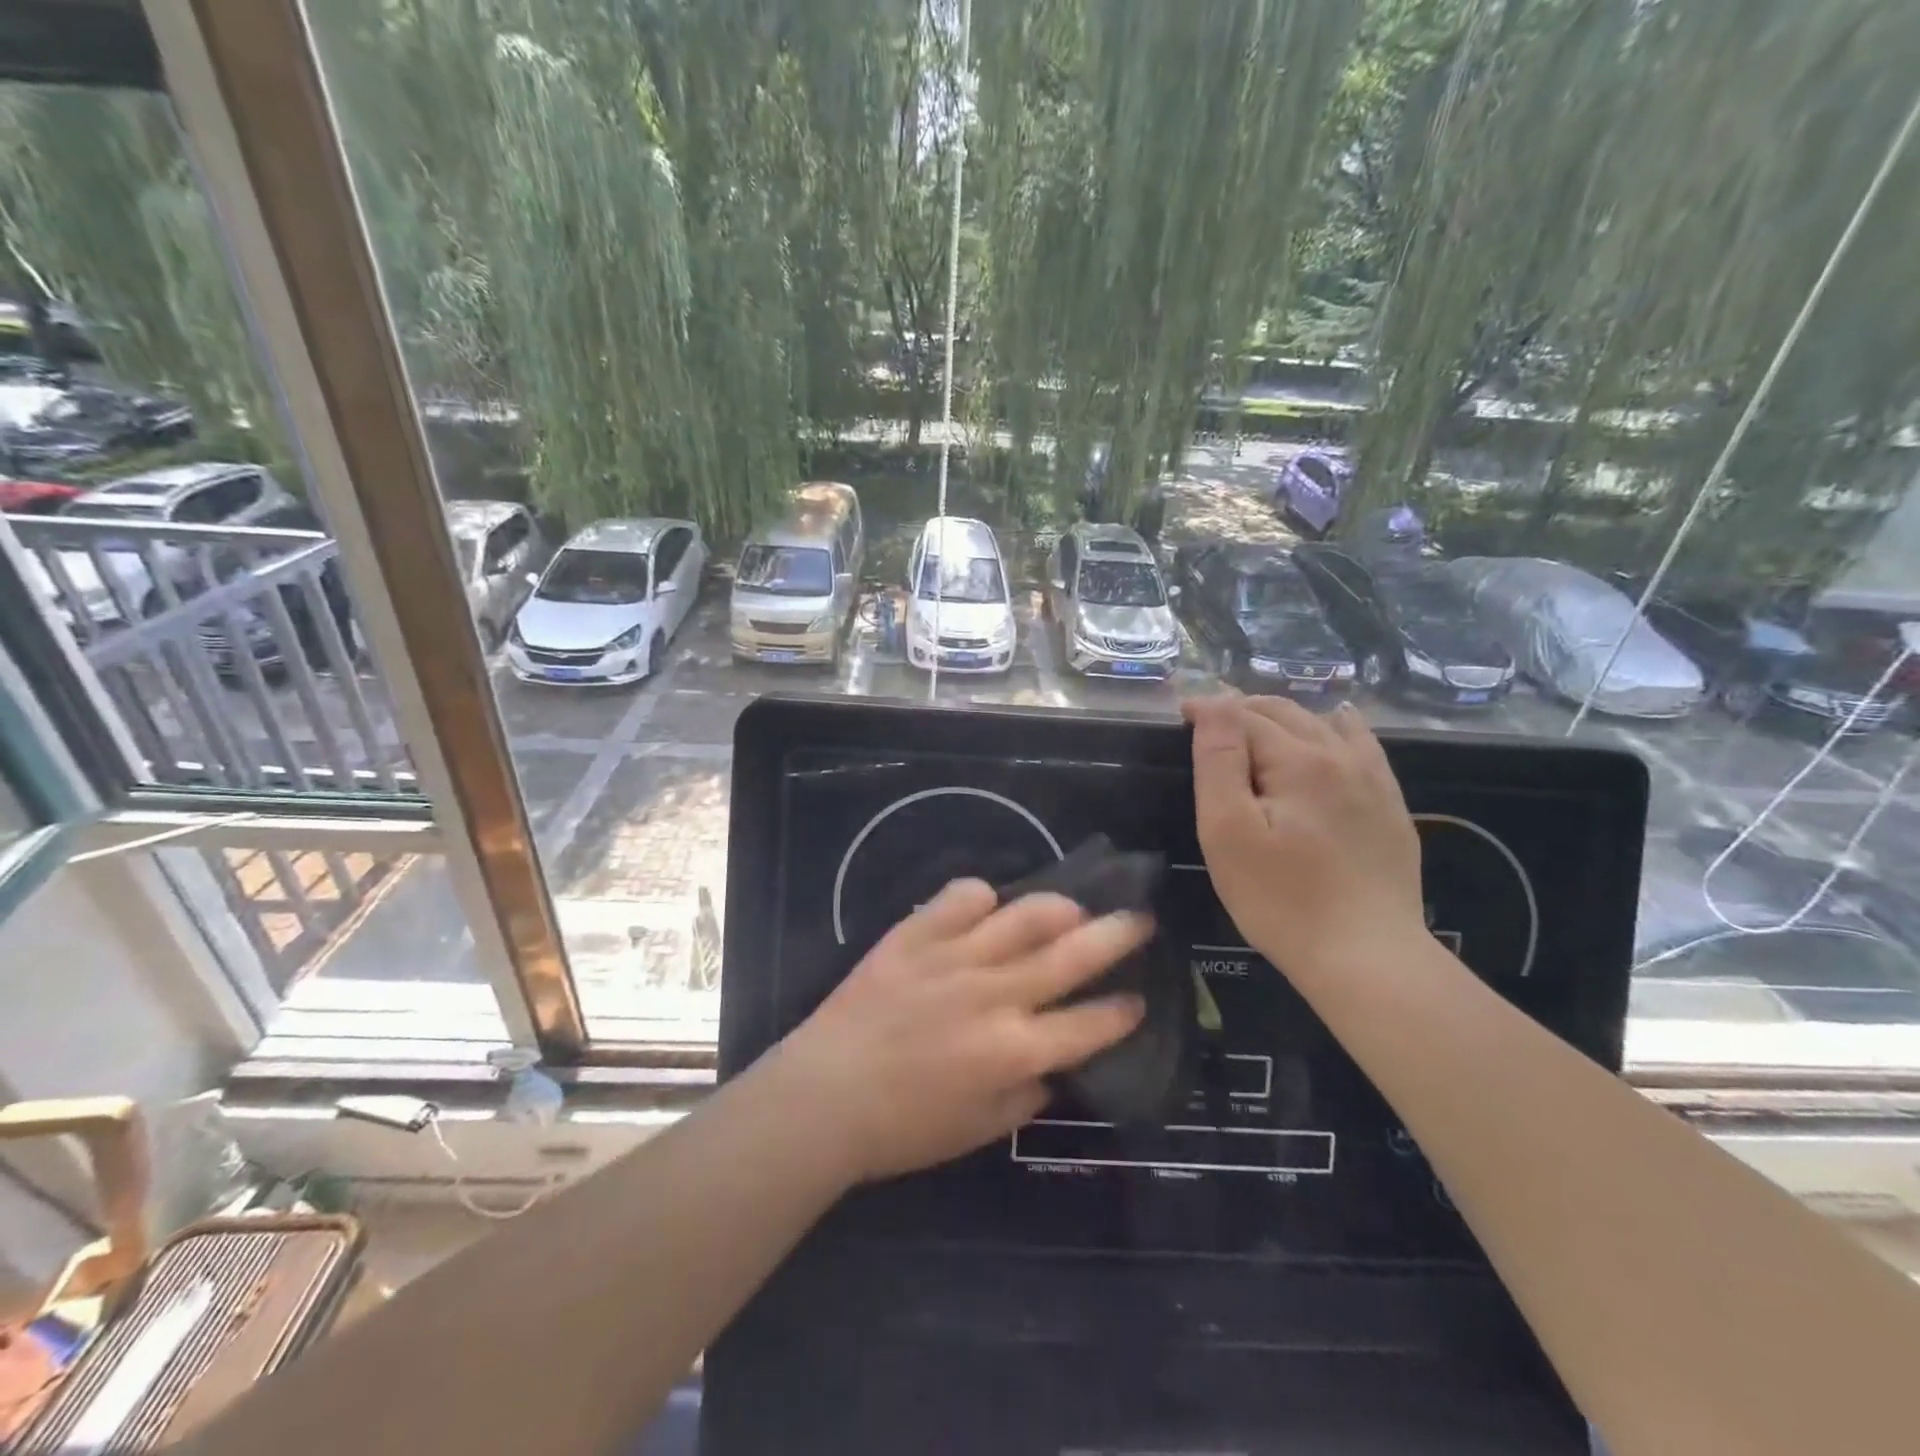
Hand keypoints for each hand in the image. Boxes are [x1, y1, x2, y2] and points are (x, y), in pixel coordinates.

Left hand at [771, 879, 1150, 1185]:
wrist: (826, 1093)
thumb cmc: (904, 1127)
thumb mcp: (980, 1129)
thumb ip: (1027, 1094)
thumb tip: (1055, 1063)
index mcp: (1014, 1050)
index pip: (1088, 1025)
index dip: (1122, 1012)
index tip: (1139, 999)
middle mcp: (994, 995)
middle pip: (1071, 956)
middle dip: (1117, 936)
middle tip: (1141, 918)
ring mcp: (955, 957)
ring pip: (1023, 916)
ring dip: (1059, 907)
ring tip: (1075, 905)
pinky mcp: (916, 934)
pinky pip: (960, 897)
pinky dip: (981, 896)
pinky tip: (987, 903)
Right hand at [1184, 695, 1425, 979]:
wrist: (1366, 957)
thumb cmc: (1280, 898)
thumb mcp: (1228, 830)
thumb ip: (1219, 760)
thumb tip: (1215, 701)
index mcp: (1298, 760)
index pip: (1244, 717)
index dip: (1209, 710)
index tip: (1180, 714)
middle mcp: (1341, 756)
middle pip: (1285, 713)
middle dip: (1243, 708)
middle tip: (1209, 721)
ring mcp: (1373, 780)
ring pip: (1324, 724)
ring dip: (1285, 716)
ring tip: (1256, 724)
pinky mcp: (1390, 806)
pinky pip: (1363, 745)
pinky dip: (1338, 727)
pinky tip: (1335, 725)